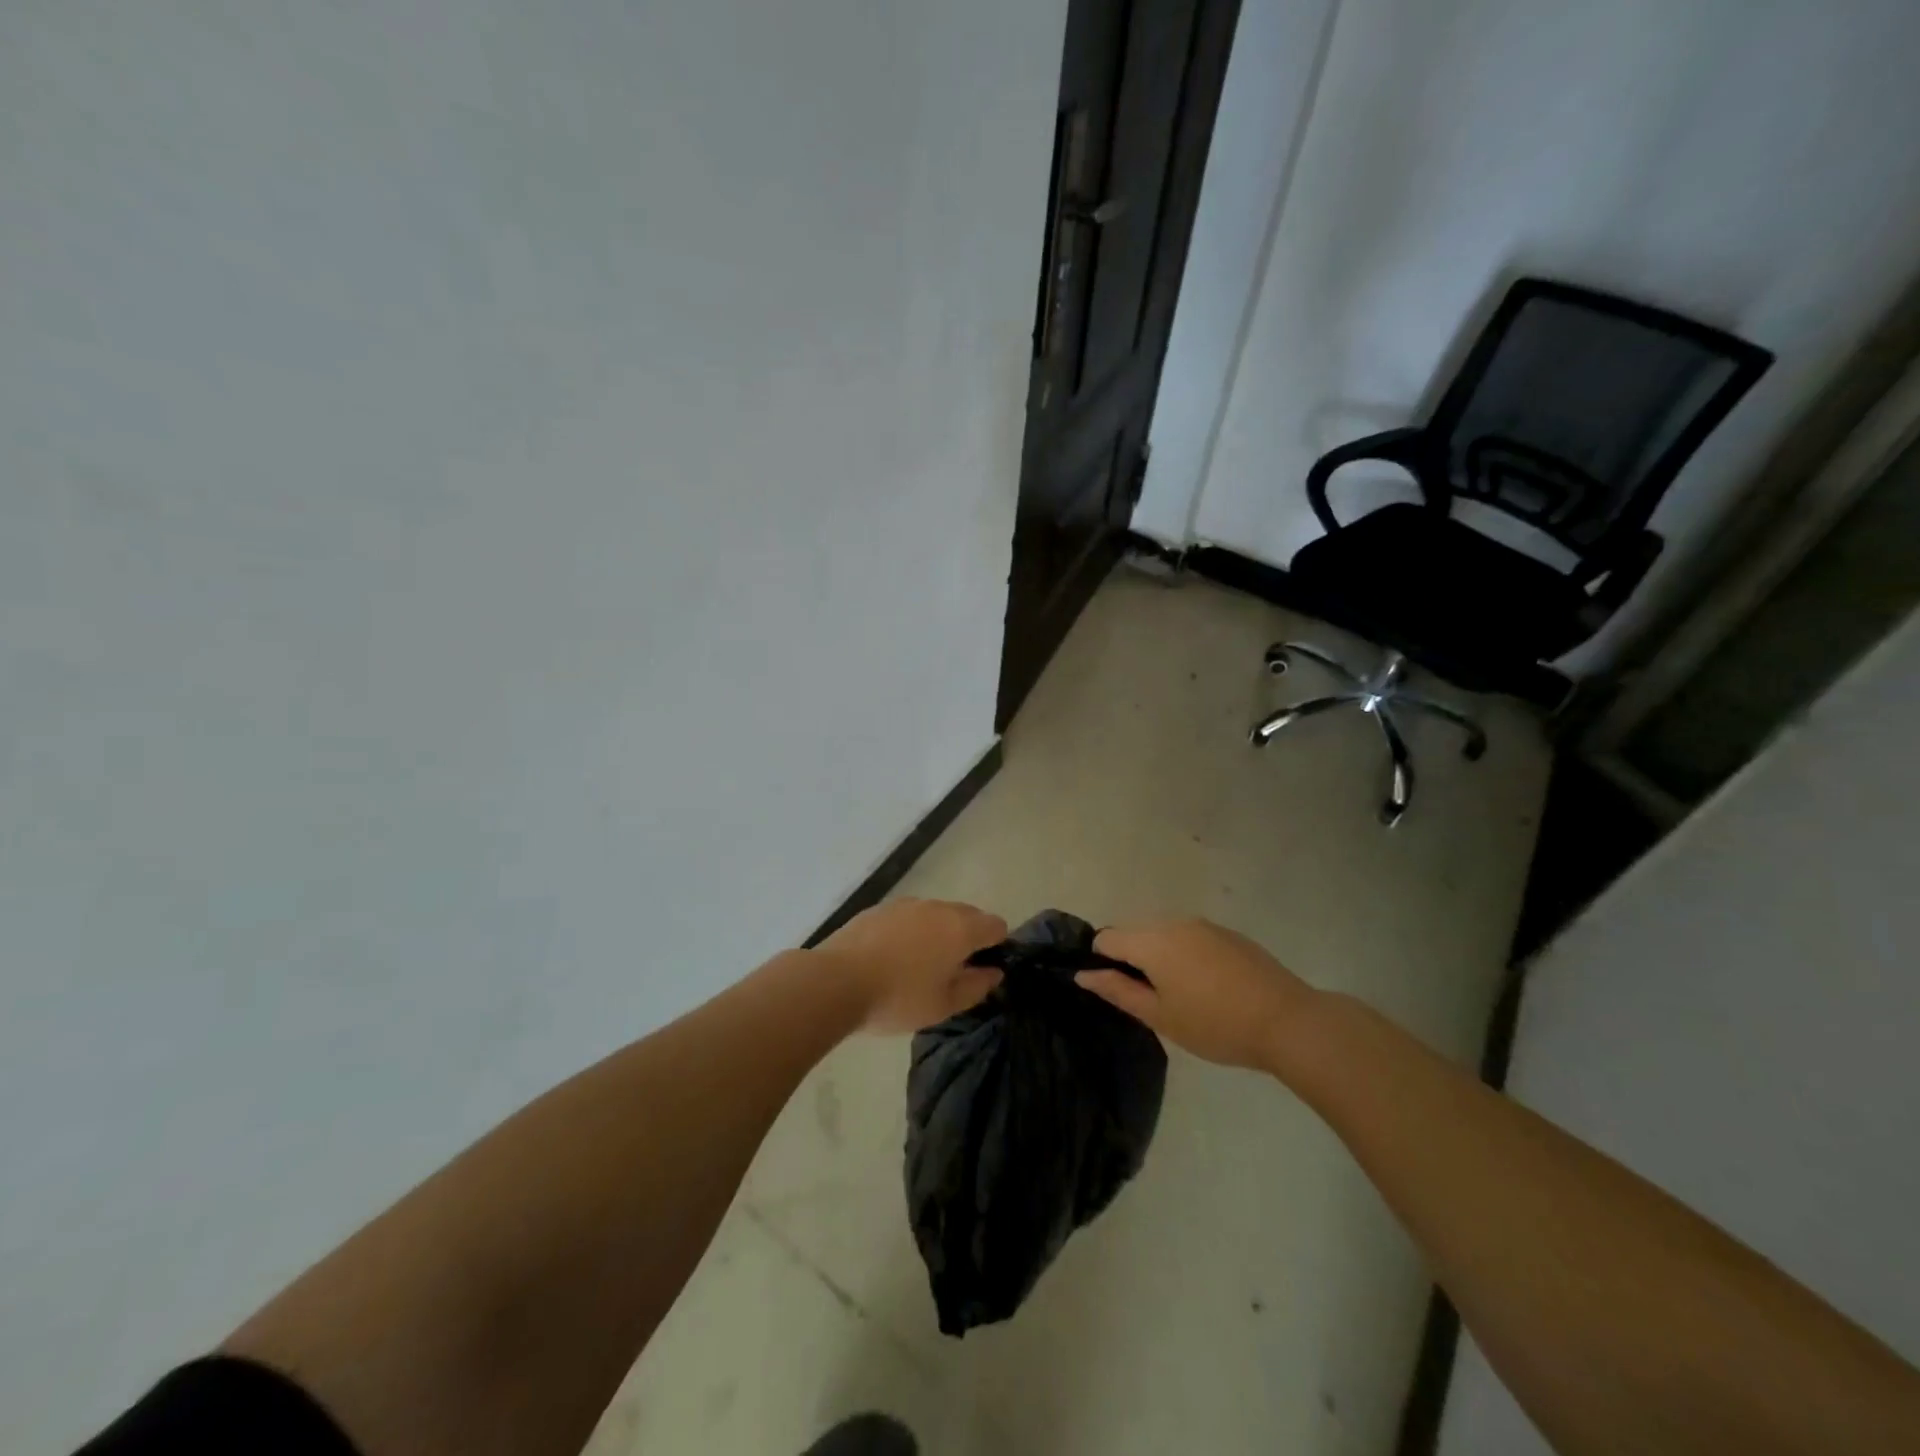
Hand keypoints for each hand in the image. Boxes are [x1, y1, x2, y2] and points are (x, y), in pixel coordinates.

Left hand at [816, 898, 1007, 1033]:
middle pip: (967, 915)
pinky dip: (910, 931)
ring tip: (919, 966)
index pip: (996, 925)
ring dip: (937, 933)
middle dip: (967, 938)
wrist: (836, 981)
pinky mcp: (880, 908)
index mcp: (961, 928)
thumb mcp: (944, 1005)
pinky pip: (909, 916)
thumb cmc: (898, 998)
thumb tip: (993, 972)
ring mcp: (906, 904)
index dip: (996, 946)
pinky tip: (892, 957)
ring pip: (936, 914)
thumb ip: (976, 986)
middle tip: (951, 972)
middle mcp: (938, 907)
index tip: (981, 970)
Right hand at [1076, 919, 1317, 1070]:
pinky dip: (1186, 955)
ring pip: (1164, 933)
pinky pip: (1191, 937)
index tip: (1118, 990)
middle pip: (1135, 932)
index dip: (1102, 962)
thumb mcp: (1160, 1016)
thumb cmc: (1215, 1024)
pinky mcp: (1228, 934)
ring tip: (1181, 995)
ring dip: (1160, 956)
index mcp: (1152, 941)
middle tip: (1150, 999)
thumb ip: (1118, 990)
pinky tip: (1208, 987)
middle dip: (1132, 959)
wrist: (1288, 1021)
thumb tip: (1083, 974)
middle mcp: (1174, 922)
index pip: (1107, 937)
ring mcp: (1204, 925)